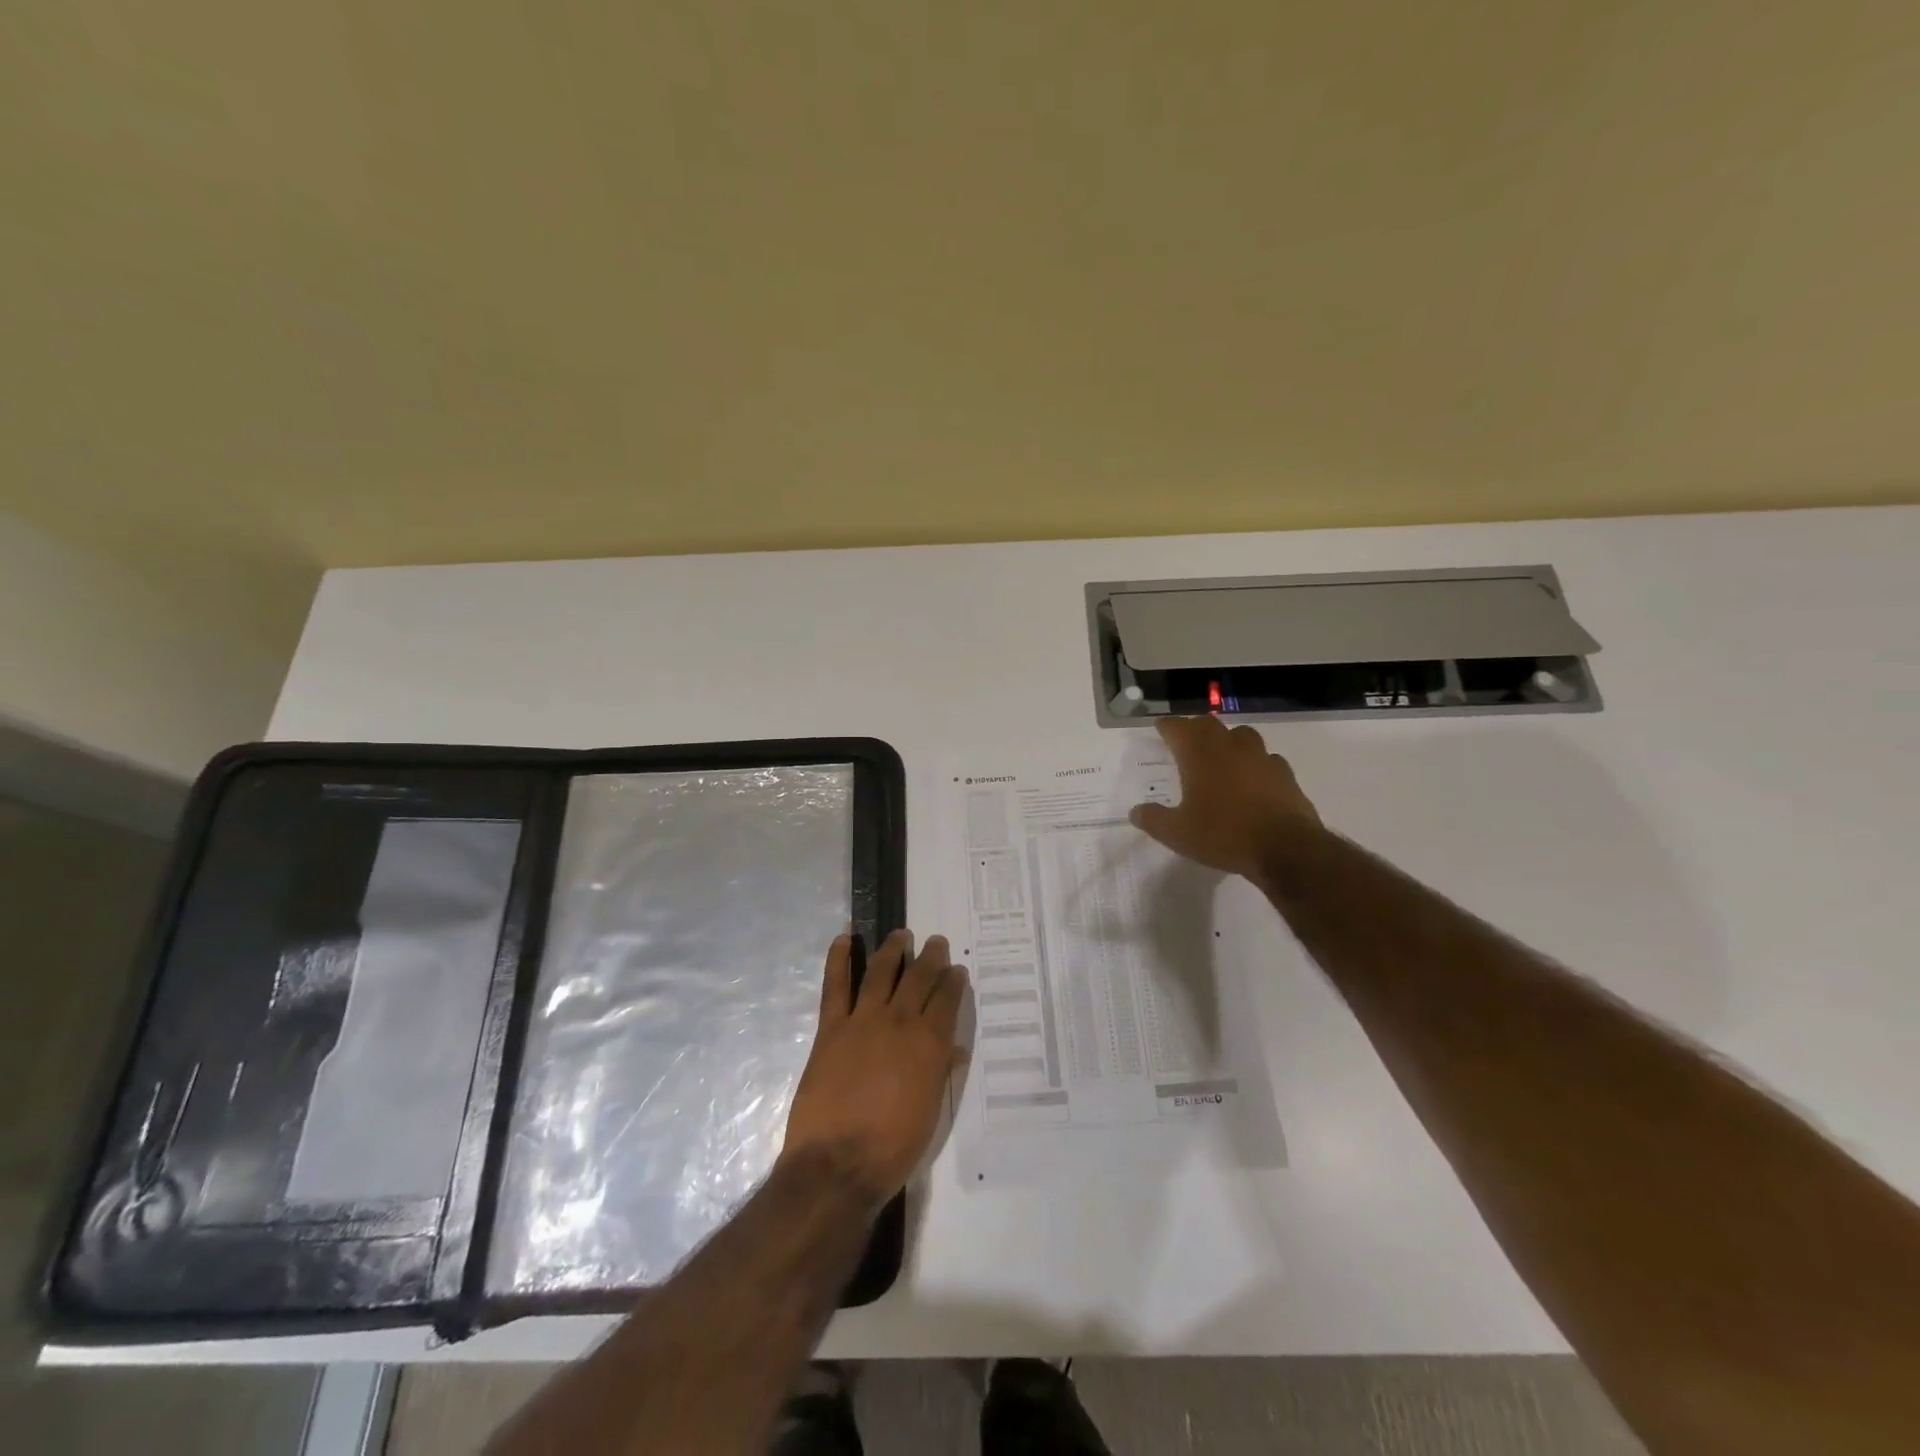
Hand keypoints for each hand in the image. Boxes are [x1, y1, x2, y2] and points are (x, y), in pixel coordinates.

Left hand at [782, 930, 968, 1203]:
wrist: (838, 1164)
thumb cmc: (892, 1147)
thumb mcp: (930, 1113)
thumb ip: (940, 1073)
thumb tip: (954, 1049)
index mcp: (930, 1044)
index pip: (947, 1000)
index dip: (953, 982)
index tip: (956, 970)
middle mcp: (900, 1023)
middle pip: (919, 978)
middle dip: (930, 958)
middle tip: (936, 943)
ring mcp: (863, 1021)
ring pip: (882, 973)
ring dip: (893, 950)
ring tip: (901, 934)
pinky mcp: (832, 1028)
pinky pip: (836, 986)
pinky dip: (839, 960)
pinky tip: (844, 939)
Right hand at [1129, 716, 1322, 881]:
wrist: (1285, 849)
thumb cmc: (1223, 835)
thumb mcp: (1177, 834)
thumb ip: (1153, 819)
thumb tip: (1135, 811)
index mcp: (1199, 755)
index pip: (1178, 727)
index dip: (1167, 726)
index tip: (1160, 728)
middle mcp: (1229, 747)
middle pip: (1209, 724)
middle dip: (1194, 729)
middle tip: (1185, 741)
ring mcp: (1261, 757)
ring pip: (1241, 735)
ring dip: (1227, 740)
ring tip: (1221, 755)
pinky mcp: (1285, 773)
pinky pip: (1266, 758)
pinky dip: (1254, 762)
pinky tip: (1252, 778)